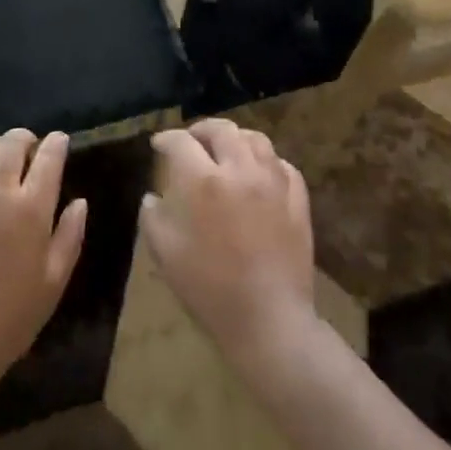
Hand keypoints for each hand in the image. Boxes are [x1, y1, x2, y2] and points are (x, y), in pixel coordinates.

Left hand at [0, 129, 87, 391]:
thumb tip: (79, 201)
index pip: (49, 157)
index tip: (59, 142)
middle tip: (28, 150)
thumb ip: (70, 236)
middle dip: (25, 139)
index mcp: (31, 208)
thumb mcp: (54, 281)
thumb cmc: (11, 317)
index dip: (57, 143)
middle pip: (12, 143)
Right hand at [140, 120, 315, 360]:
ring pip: (255, 139)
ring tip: (226, 150)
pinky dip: (265, 161)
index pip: (181, 142)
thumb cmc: (209, 288)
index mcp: (204, 181)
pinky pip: (281, 165)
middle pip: (221, 130)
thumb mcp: (165, 254)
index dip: (166, 139)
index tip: (159, 145)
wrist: (268, 319)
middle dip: (201, 130)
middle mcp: (240, 170)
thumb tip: (152, 198)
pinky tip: (257, 173)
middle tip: (192, 140)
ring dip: (235, 139)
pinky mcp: (298, 199)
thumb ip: (153, 218)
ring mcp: (274, 182)